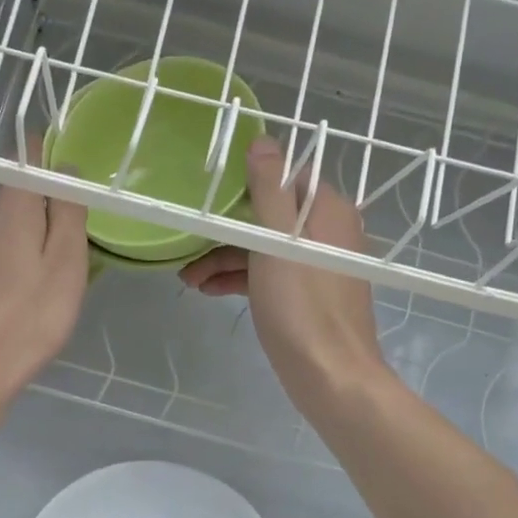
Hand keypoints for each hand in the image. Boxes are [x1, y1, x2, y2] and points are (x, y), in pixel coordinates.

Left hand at [0, 158, 89, 410]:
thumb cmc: (29, 317)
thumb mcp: (66, 263)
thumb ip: (68, 210)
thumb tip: (65, 166)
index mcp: (8, 207)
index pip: (24, 157)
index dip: (47, 157)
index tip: (69, 181)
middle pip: (15, 200)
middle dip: (42, 216)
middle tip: (68, 256)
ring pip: (1, 231)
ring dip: (24, 247)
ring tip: (44, 287)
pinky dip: (6, 269)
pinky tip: (17, 302)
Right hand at [180, 138, 387, 409]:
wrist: (330, 376)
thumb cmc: (303, 305)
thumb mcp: (279, 241)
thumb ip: (270, 189)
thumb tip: (263, 142)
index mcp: (327, 211)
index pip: (286, 177)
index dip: (247, 182)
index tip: (211, 193)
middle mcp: (326, 233)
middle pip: (269, 215)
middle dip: (226, 229)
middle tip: (188, 242)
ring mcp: (316, 266)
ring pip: (264, 248)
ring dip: (225, 258)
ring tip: (187, 278)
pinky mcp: (305, 296)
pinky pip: (268, 275)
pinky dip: (239, 278)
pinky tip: (208, 289)